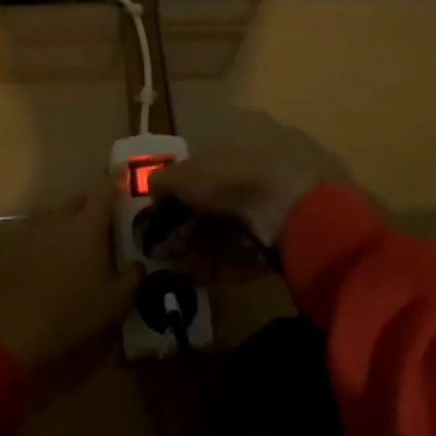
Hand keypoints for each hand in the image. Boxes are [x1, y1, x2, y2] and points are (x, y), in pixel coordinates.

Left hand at [0, 185, 139, 370]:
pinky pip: (38, 235)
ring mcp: (34, 232)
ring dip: (68, 222)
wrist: (15, 329)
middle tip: (103, 220)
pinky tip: (52, 260)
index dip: (116, 180)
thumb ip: (132, 278)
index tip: (124, 172)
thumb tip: (138, 264)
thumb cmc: (73, 311)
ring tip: (78, 242)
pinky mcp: (16, 249)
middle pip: (78, 200)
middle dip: (91, 204)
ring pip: (56, 216)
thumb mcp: (115, 302)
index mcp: (88, 225)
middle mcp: (60, 220)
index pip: (105, 191)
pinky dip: (49, 240)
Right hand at [149, 154, 319, 251]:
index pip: (197, 178)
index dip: (175, 199)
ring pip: (221, 236)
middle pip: (208, 211)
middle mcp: (244, 185)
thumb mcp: (185, 175)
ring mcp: (260, 217)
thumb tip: (151, 191)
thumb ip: (163, 181)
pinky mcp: (270, 247)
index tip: (158, 220)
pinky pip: (237, 258)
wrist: (284, 209)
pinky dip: (216, 266)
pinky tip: (197, 275)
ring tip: (176, 266)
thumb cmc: (229, 181)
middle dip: (184, 230)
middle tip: (163, 248)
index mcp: (228, 160)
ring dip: (196, 251)